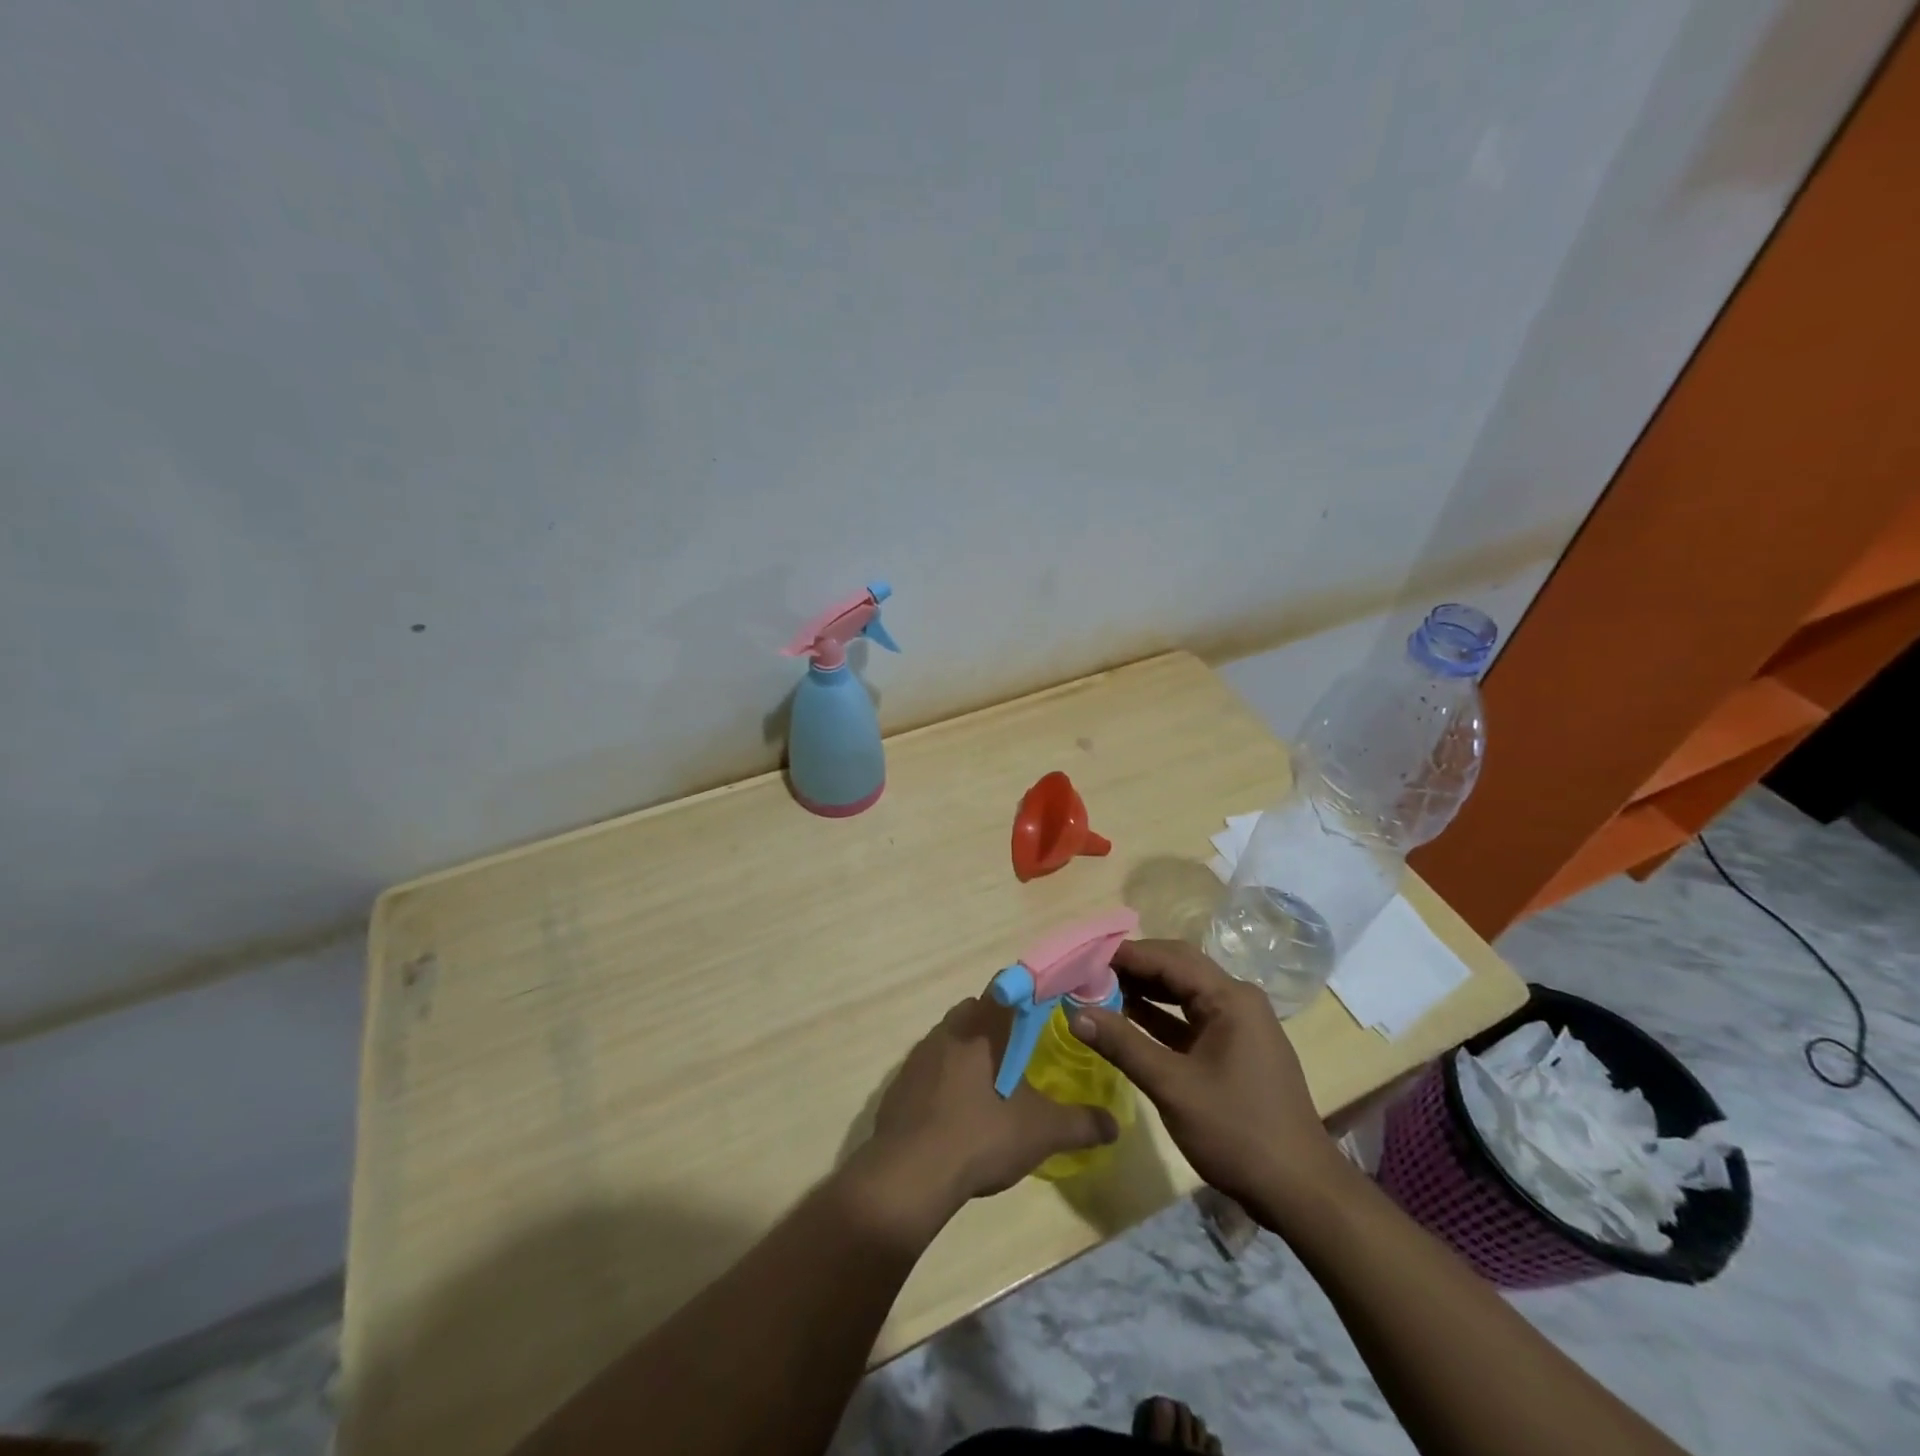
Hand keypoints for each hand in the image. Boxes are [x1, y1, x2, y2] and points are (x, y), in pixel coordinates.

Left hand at [847, 995, 1119, 1242]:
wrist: (908, 1174)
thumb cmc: (979, 1136)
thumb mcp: (1040, 1132)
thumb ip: (1080, 1124)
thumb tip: (1115, 1124)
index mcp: (980, 1026)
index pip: (1005, 987)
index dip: (1026, 994)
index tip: (1045, 1011)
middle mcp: (947, 1030)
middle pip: (976, 1011)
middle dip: (998, 1027)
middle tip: (1022, 1055)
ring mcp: (918, 1056)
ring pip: (950, 1039)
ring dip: (969, 1054)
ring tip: (992, 1088)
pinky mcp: (899, 1084)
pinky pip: (929, 1069)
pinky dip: (944, 1081)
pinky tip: (957, 1114)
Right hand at [1068, 940, 1344, 1218]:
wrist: (1300, 1191)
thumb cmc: (1236, 1131)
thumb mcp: (1172, 1086)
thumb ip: (1123, 1044)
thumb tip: (1075, 1012)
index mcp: (1230, 998)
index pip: (1169, 958)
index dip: (1125, 955)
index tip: (1083, 958)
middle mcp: (1238, 1000)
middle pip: (1178, 968)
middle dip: (1134, 968)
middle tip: (1089, 973)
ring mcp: (1239, 1026)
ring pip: (1184, 993)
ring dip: (1145, 991)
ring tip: (1100, 992)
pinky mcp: (1236, 1049)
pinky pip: (1191, 1019)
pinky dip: (1160, 1018)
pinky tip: (1129, 1021)